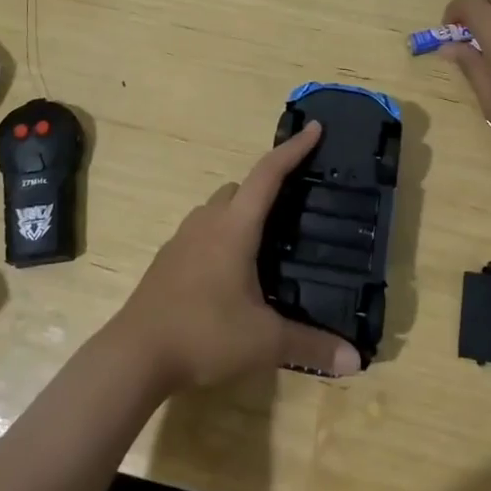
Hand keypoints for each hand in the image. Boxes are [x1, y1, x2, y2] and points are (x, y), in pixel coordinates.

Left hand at [114, 122, 362, 389]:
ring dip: (240, 214)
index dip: (293, 149)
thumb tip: (356, 362)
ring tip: (265, 243)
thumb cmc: (204, 333)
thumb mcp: (264, 342)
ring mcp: (182, 239)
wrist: (134, 355)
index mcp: (234, 227)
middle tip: (293, 206)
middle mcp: (207, 222)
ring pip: (217, 209)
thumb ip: (311, 346)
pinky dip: (221, 237)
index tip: (314, 128)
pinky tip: (231, 272)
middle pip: (239, 188)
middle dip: (266, 187)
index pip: (268, 174)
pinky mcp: (167, 261)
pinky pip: (201, 233)